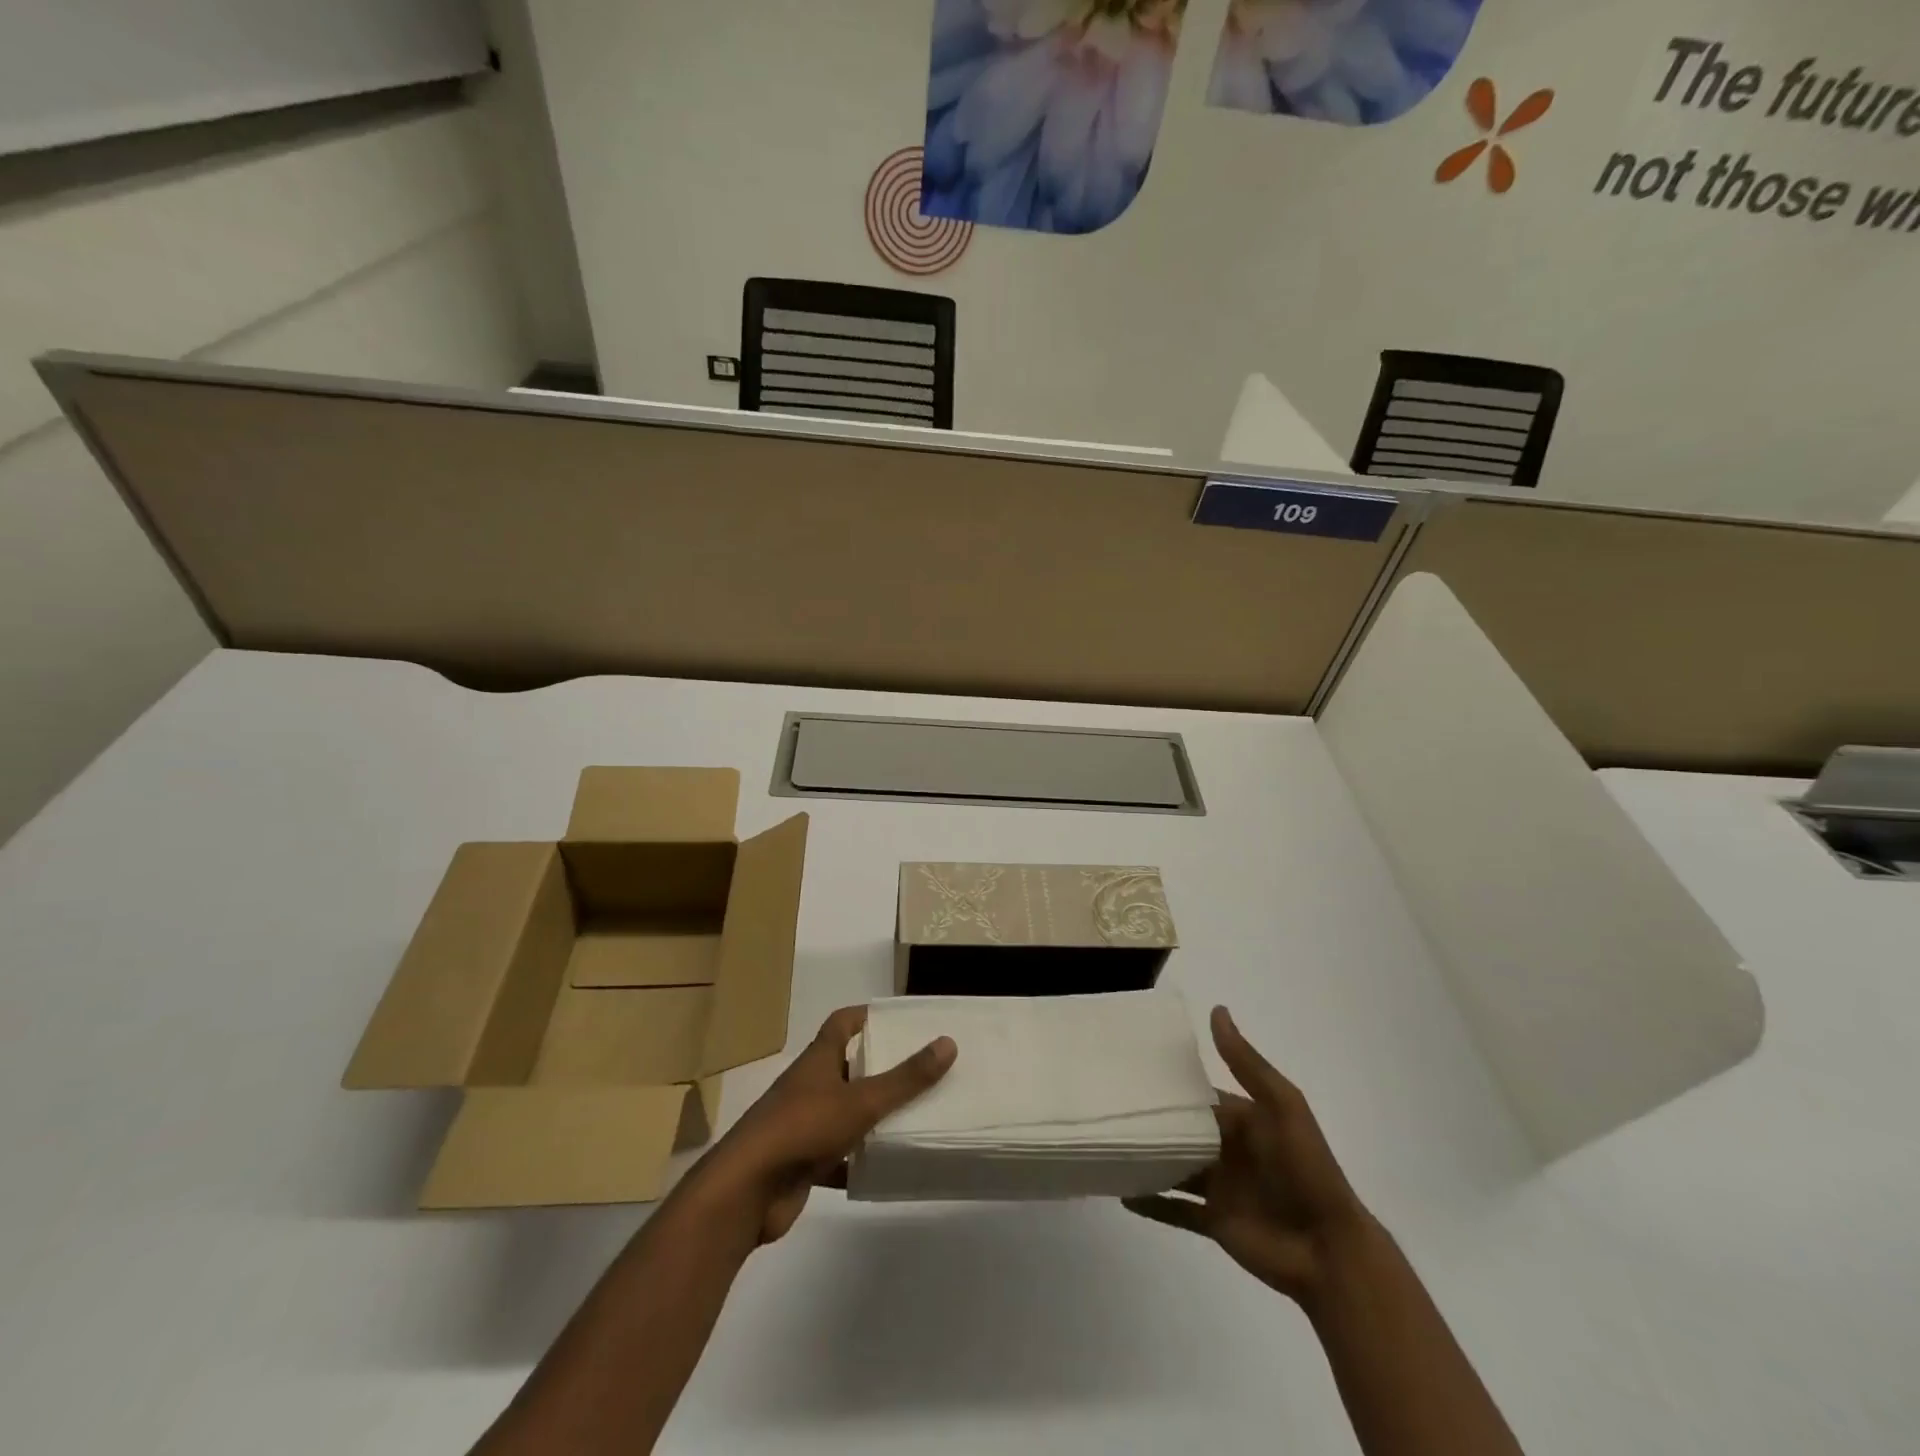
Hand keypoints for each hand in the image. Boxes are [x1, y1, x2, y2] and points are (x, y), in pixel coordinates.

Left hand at [689, 1006, 955, 1244]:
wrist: (747, 1191)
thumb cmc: (803, 1128)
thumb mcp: (862, 1100)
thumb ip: (905, 1077)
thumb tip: (947, 1042)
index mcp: (818, 1059)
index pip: (842, 1022)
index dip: (867, 1016)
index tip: (899, 1019)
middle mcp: (809, 1086)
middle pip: (847, 1066)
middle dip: (879, 1067)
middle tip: (920, 1069)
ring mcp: (803, 1125)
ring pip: (845, 1112)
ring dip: (872, 1115)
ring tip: (914, 1115)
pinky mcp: (802, 1162)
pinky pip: (838, 1155)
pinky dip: (860, 1160)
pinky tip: (888, 1167)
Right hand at [1124, 1006, 1373, 1305]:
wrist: (1330, 1251)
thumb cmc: (1307, 1170)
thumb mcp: (1282, 1105)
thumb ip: (1247, 1063)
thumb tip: (1217, 1010)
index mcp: (1245, 1121)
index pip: (1202, 1098)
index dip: (1172, 1085)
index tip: (1132, 1069)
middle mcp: (1229, 1151)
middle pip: (1184, 1132)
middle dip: (1154, 1120)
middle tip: (1108, 1103)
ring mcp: (1221, 1189)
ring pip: (1174, 1167)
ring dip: (1148, 1157)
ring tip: (1107, 1142)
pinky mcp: (1215, 1223)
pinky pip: (1176, 1210)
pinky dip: (1151, 1203)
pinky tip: (1122, 1192)